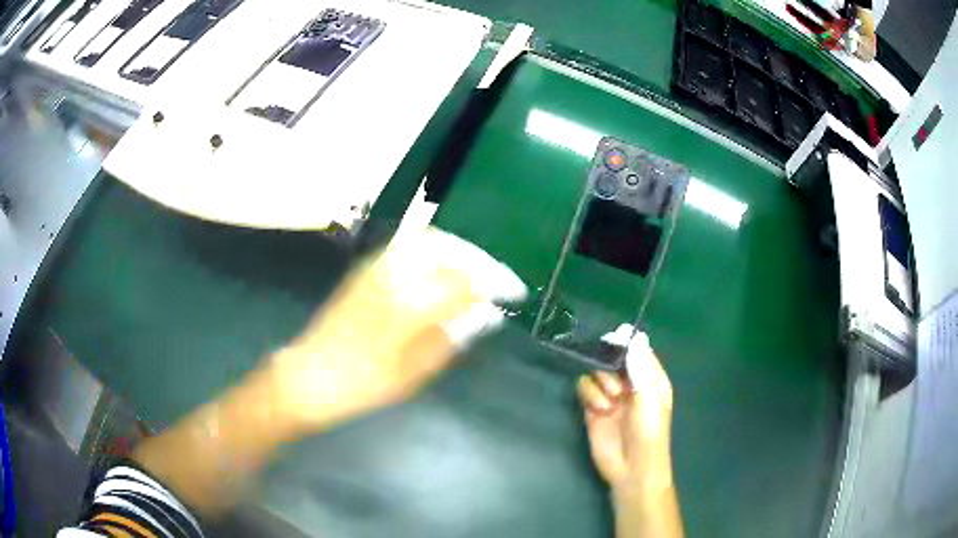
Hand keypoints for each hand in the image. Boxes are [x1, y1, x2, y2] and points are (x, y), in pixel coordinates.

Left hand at [268, 228, 526, 431]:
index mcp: (410, 304)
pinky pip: (410, 244)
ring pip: (430, 240)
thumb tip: (487, 314)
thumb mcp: (415, 371)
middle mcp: (396, 274)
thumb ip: (453, 336)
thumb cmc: (364, 383)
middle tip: (498, 281)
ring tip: (476, 272)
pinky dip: (436, 249)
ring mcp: (379, 266)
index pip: (467, 281)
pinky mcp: (368, 267)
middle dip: (481, 261)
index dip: (497, 284)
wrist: (311, 374)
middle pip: (450, 249)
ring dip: (460, 251)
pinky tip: (444, 268)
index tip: (516, 294)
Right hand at [578, 333, 674, 499]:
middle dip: (610, 365)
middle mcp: (630, 383)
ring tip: (610, 400)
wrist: (631, 467)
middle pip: (613, 358)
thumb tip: (633, 333)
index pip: (637, 350)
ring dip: (601, 383)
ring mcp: (611, 395)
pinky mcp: (593, 408)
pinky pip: (584, 388)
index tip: (614, 340)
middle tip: (615, 380)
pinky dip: (589, 395)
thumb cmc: (648, 432)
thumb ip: (639, 366)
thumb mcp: (648, 396)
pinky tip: (599, 409)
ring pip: (597, 372)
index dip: (625, 344)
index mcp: (650, 378)